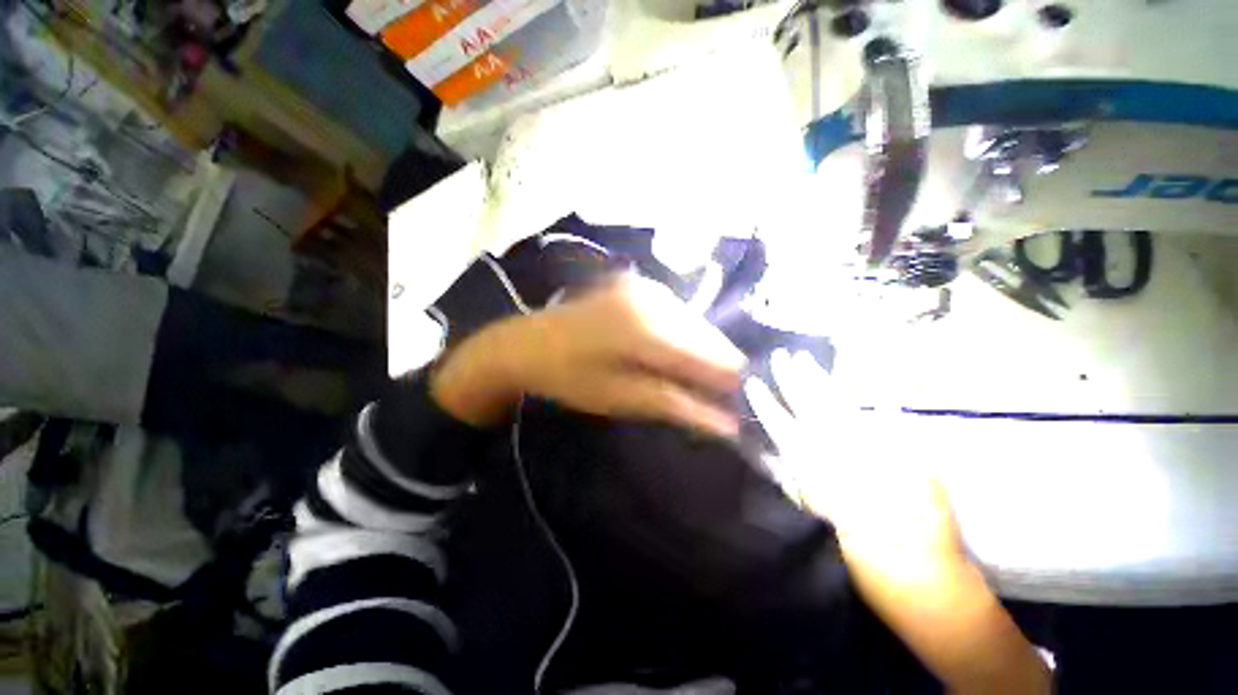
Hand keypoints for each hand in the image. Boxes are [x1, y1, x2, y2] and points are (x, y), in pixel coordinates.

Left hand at [432, 275, 746, 435]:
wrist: (524, 343)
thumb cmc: (568, 377)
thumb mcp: (621, 398)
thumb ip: (676, 405)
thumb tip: (728, 425)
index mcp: (648, 327)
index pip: (710, 356)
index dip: (729, 383)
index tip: (738, 406)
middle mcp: (653, 297)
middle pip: (706, 336)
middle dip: (714, 367)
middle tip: (711, 397)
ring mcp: (644, 286)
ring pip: (693, 323)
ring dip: (697, 352)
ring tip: (688, 378)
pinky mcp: (636, 285)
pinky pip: (675, 312)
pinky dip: (680, 336)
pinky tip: (669, 353)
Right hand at [744, 349, 961, 567]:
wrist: (914, 571)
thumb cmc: (858, 549)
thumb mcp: (823, 514)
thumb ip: (803, 476)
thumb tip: (788, 449)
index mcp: (812, 464)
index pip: (780, 424)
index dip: (765, 402)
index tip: (752, 382)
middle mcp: (837, 448)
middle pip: (809, 404)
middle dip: (792, 379)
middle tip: (781, 356)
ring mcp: (870, 444)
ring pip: (838, 401)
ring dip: (821, 379)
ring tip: (805, 359)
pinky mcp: (902, 447)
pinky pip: (886, 413)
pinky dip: (875, 392)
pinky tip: (860, 374)